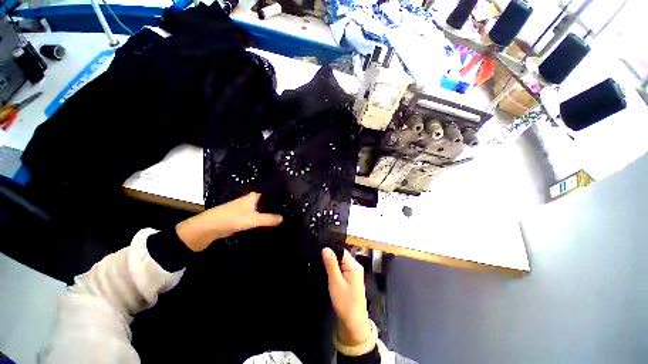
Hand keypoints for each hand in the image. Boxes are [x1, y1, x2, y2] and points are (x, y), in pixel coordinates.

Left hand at [176, 192, 282, 251]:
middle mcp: (252, 200)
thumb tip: (283, 218)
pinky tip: (271, 224)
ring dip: (270, 214)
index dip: (280, 199)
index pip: (271, 195)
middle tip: (289, 212)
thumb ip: (269, 219)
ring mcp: (248, 208)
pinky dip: (263, 220)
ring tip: (284, 218)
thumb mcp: (254, 219)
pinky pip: (257, 217)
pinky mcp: (244, 216)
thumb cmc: (233, 218)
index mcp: (255, 196)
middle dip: (276, 208)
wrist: (211, 227)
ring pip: (263, 210)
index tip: (291, 203)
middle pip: (268, 203)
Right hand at [322, 248, 371, 346]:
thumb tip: (326, 248)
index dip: (331, 249)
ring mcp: (354, 273)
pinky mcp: (351, 280)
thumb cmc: (345, 302)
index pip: (341, 250)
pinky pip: (342, 269)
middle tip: (318, 258)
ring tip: (320, 264)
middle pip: (341, 256)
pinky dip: (335, 270)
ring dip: (332, 264)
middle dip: (330, 257)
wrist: (354, 323)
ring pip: (341, 263)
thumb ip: (331, 264)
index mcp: (354, 265)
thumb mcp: (336, 282)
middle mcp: (356, 267)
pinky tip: (327, 272)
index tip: (319, 249)